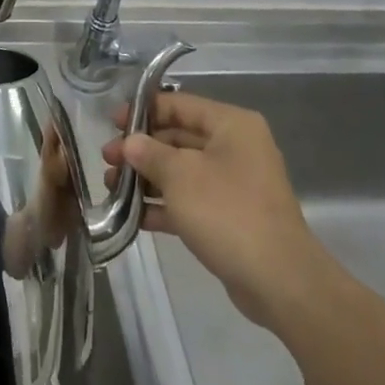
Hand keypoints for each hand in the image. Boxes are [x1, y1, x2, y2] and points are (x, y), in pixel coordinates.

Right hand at [101, 91, 338, 332]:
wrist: (278, 280)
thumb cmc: (227, 211)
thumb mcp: (180, 175)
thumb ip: (149, 153)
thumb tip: (130, 143)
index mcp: (231, 125)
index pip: (179, 105)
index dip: (143, 111)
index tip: (111, 123)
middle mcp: (235, 148)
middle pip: (178, 138)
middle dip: (140, 149)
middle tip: (106, 160)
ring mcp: (233, 184)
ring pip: (181, 171)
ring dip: (146, 178)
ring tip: (111, 188)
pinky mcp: (229, 217)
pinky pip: (189, 201)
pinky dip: (163, 205)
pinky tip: (132, 216)